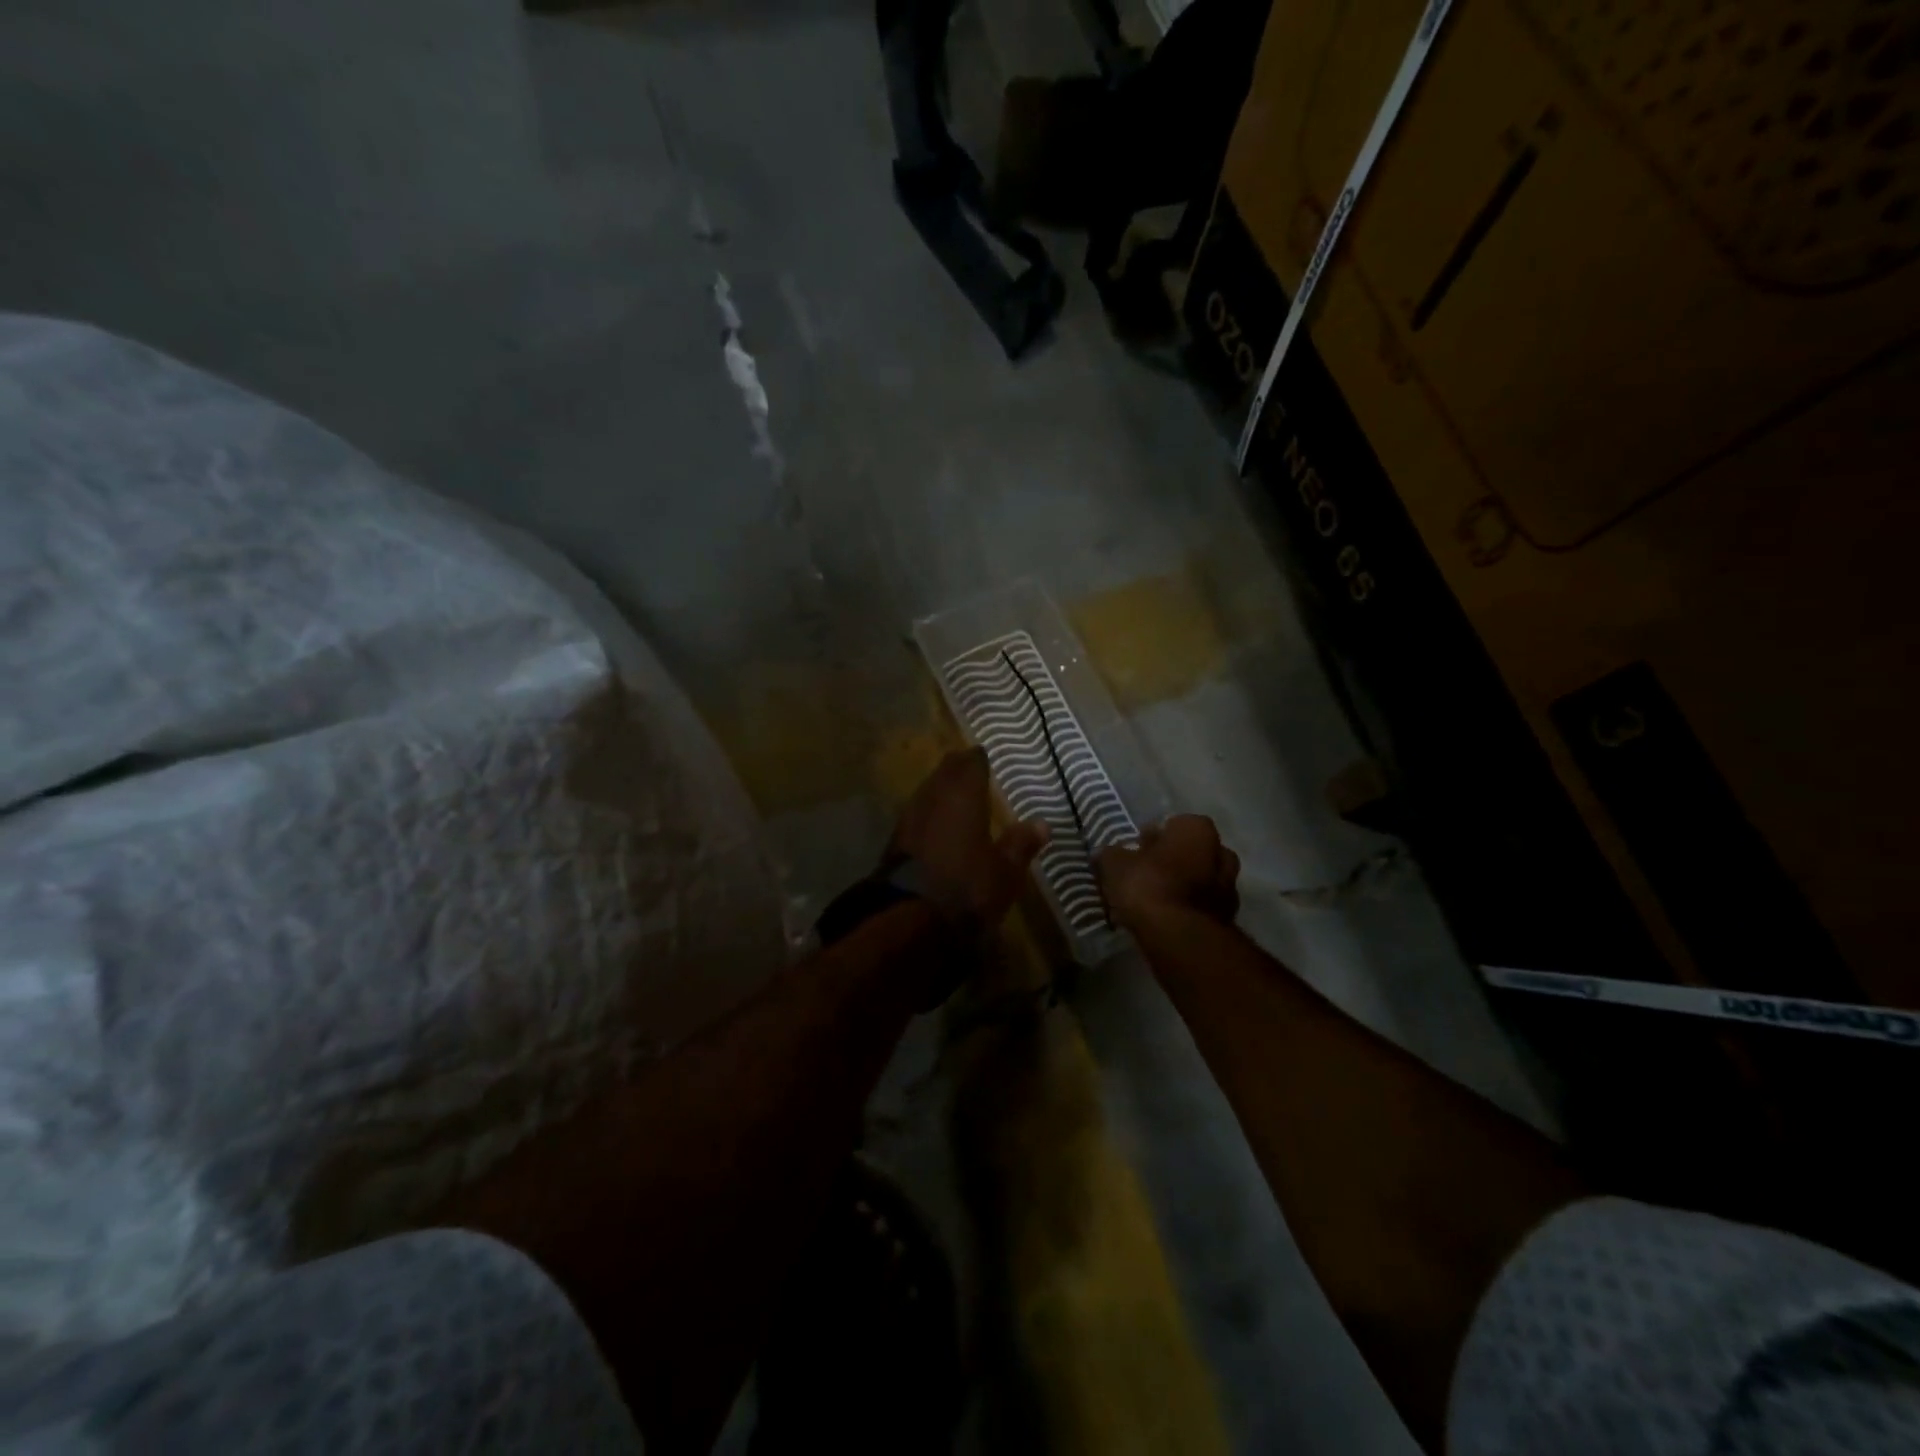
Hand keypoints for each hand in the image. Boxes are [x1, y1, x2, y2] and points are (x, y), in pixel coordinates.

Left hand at [890, 748, 1048, 924]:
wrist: (908, 919)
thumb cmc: (966, 888)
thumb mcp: (1005, 872)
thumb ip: (1021, 844)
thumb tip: (1042, 823)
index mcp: (963, 795)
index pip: (971, 763)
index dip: (978, 759)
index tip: (984, 756)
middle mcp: (933, 797)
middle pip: (944, 772)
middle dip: (957, 769)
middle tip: (970, 767)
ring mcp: (909, 818)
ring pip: (927, 791)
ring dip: (940, 789)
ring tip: (954, 793)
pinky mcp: (895, 841)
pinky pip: (917, 814)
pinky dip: (929, 812)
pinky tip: (936, 823)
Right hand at [1098, 815, 1240, 930]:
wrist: (1179, 937)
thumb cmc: (1148, 886)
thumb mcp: (1114, 865)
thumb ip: (1110, 855)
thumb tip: (1104, 854)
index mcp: (1197, 830)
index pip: (1174, 824)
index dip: (1152, 838)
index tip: (1135, 851)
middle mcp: (1221, 852)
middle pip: (1191, 852)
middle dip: (1172, 860)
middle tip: (1145, 872)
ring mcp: (1229, 887)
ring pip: (1200, 879)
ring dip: (1181, 886)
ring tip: (1153, 899)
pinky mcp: (1227, 918)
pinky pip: (1201, 906)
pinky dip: (1186, 909)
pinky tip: (1165, 919)